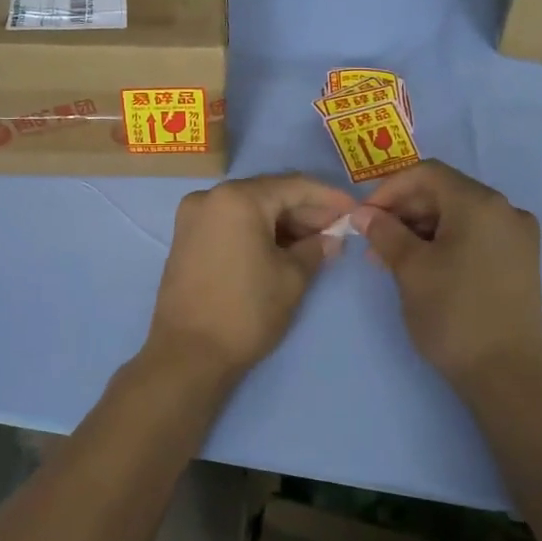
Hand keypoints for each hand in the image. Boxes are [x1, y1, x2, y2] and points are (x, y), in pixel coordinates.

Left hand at [145, 173, 356, 382]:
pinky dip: (258, 231)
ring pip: (249, 209)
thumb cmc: (246, 311)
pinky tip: (283, 248)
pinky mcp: (186, 238)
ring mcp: (193, 217)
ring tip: (316, 243)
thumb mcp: (292, 278)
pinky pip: (231, 223)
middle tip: (337, 230)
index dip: (329, 198)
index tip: (355, 210)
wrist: (188, 354)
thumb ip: (316, 248)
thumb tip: (331, 237)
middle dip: (305, 211)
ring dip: (282, 223)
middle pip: (269, 194)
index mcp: (237, 198)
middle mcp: (210, 197)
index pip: (294, 186)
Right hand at [351, 161, 541, 394]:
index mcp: (481, 204)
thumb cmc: (453, 314)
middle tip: (372, 241)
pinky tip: (421, 266)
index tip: (363, 216)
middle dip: (403, 211)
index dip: (389, 189)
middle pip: (444, 193)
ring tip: (389, 259)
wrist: (506, 375)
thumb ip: (384, 232)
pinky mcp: (519, 261)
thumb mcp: (410, 269)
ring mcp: (518, 237)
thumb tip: (363, 213)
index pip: (427, 174)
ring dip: (420, 229)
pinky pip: (474, 236)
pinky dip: (444, 242)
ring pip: (458, 216)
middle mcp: (506, 210)